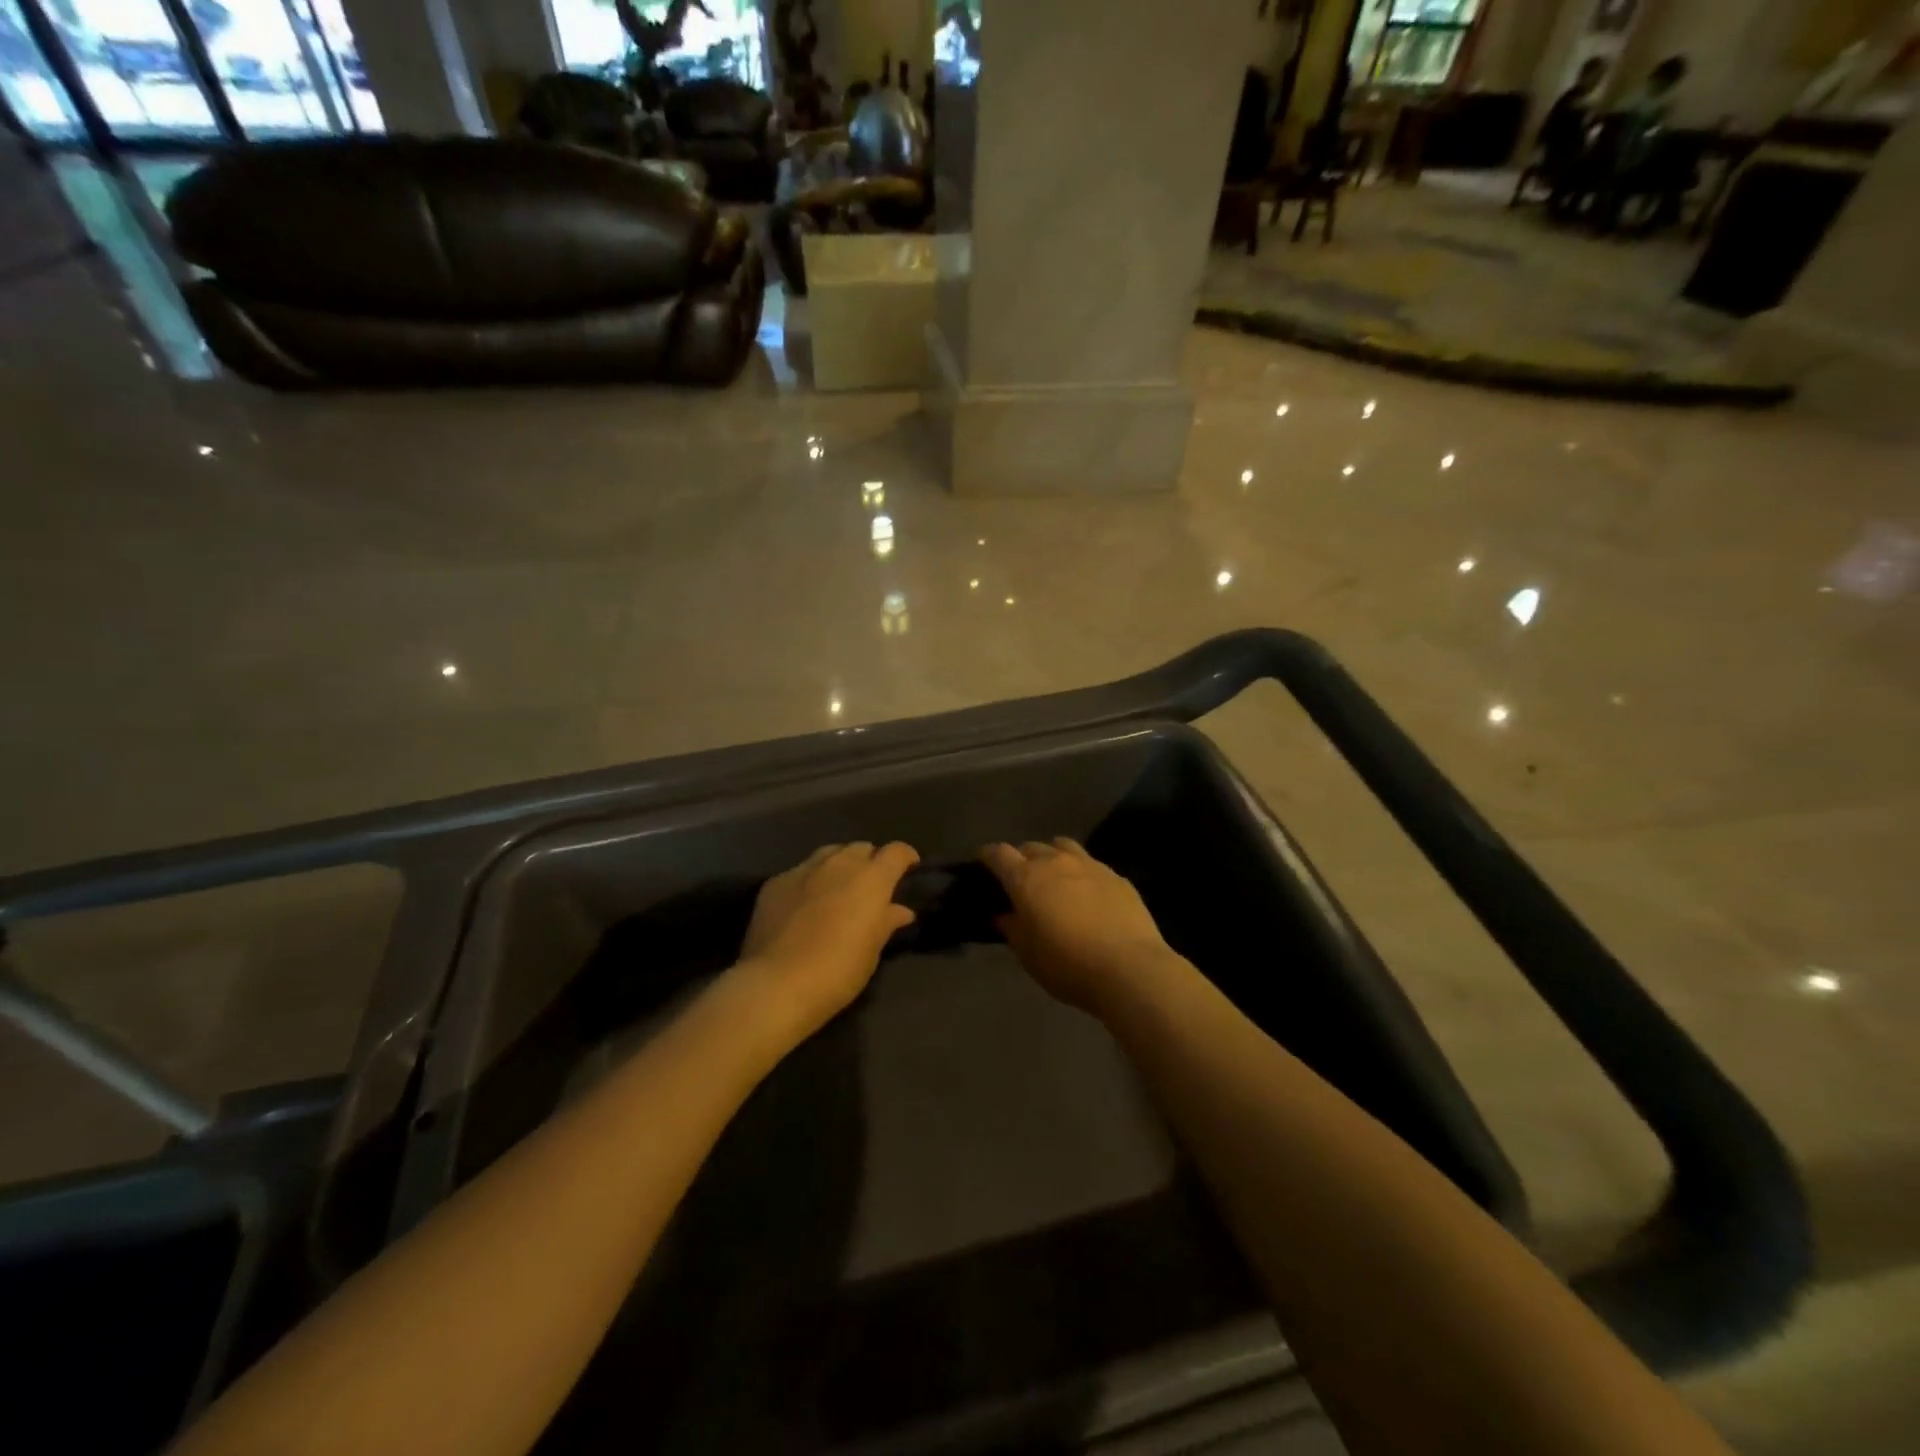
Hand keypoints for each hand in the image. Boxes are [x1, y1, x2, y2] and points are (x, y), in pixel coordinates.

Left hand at [735, 842, 918, 1041]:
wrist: (777, 983)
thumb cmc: (838, 970)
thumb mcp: (872, 950)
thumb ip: (887, 922)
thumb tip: (900, 910)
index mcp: (871, 878)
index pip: (896, 851)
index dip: (906, 857)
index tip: (909, 869)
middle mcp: (840, 863)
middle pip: (862, 848)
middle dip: (870, 862)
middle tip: (870, 887)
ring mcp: (804, 869)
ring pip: (829, 853)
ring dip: (839, 865)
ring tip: (838, 888)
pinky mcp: (776, 882)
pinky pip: (801, 871)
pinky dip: (810, 881)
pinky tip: (804, 904)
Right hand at [981, 840, 1176, 1014]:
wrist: (1130, 968)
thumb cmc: (1067, 964)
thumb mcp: (1028, 954)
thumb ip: (1012, 929)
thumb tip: (1003, 915)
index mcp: (1026, 878)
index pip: (999, 854)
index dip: (988, 856)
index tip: (983, 863)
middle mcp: (1056, 862)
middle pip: (1031, 847)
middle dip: (1021, 858)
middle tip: (1020, 880)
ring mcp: (1090, 865)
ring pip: (1063, 846)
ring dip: (1052, 856)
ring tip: (1054, 877)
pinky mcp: (1117, 877)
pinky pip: (1091, 865)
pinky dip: (1082, 873)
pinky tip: (1087, 894)